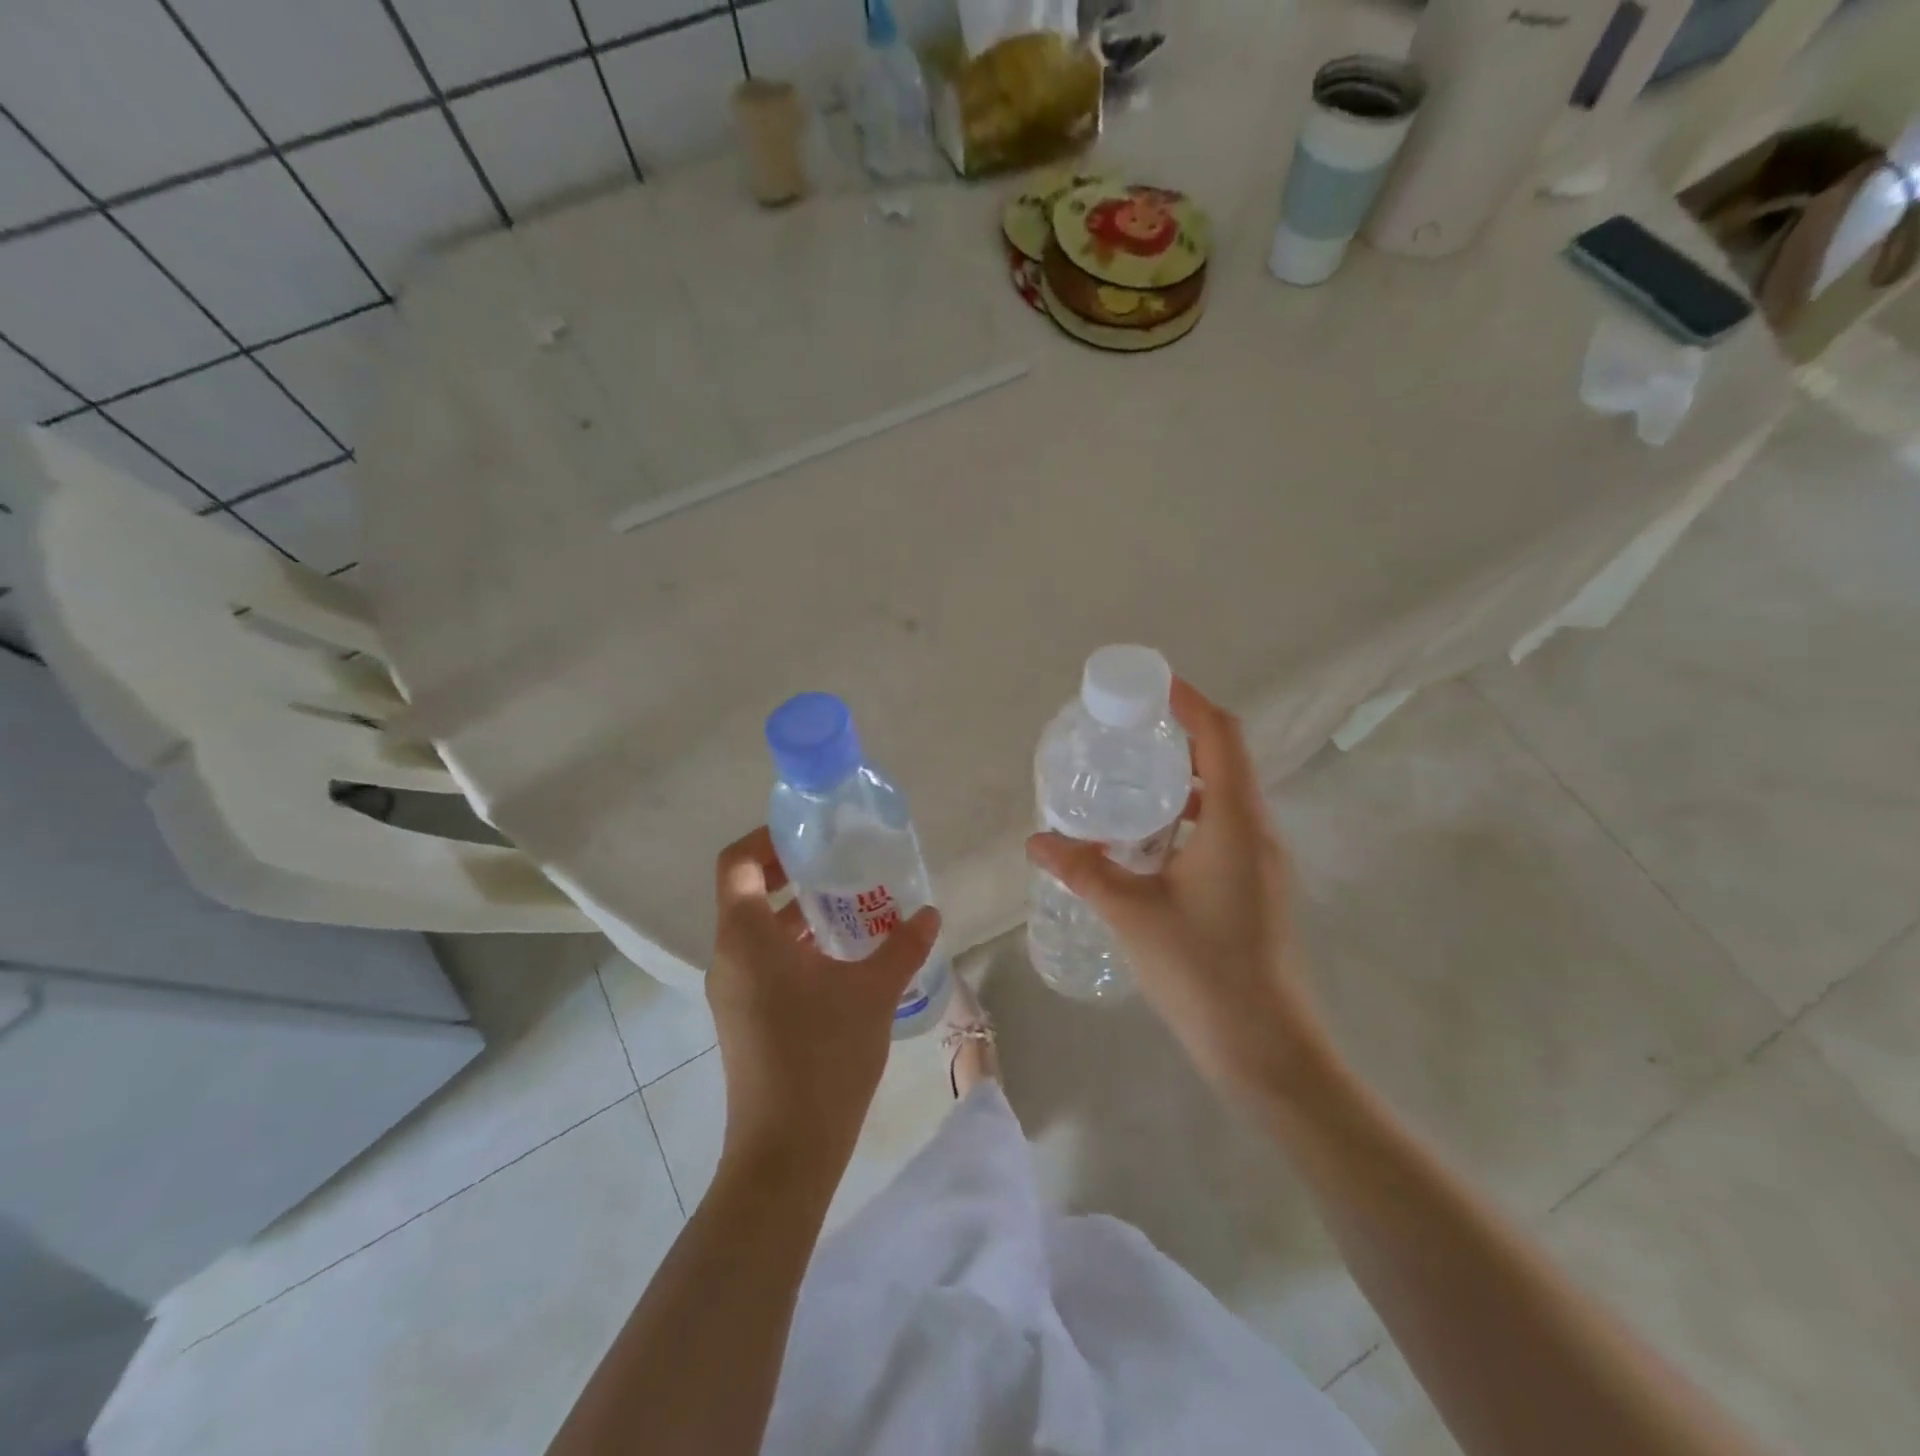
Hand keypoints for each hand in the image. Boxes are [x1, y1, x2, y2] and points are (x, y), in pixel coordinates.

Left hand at [706, 827, 941, 1177]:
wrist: (787, 1151)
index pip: (738, 863)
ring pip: (758, 930)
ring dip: (798, 911)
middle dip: (791, 871)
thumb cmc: (823, 1057)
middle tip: (838, 860)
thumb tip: (930, 914)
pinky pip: (764, 961)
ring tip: (850, 904)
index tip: (809, 832)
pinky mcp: (744, 1017)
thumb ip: (902, 946)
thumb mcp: (872, 993)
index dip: (767, 837)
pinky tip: (842, 956)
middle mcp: (729, 957)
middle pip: (748, 892)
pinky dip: (796, 945)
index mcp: (746, 938)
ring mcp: (733, 990)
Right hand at [1026, 679, 1329, 1105]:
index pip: (1221, 735)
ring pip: (1227, 797)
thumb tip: (1037, 840)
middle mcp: (1259, 831)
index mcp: (1237, 822)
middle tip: (1128, 731)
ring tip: (1132, 780)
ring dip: (1186, 779)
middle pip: (1226, 759)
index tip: (1152, 685)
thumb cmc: (1202, 970)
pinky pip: (1226, 828)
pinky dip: (1190, 815)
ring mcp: (1264, 861)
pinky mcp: (1258, 886)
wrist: (1266, 1047)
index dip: (1190, 702)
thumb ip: (1083, 870)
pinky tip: (1149, 841)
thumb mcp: (1132, 913)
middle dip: (1181, 735)